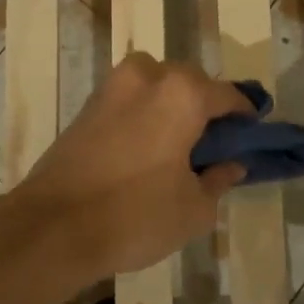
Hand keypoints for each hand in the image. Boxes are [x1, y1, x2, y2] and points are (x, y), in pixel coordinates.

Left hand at [15, 52, 251, 277]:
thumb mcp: (193, 209)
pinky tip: (146, 150)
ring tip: (177, 146)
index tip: (251, 135)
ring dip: (172, 106)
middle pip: (190, 82)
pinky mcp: (87, 106)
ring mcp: (112, 88)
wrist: (51, 227)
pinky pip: (130, 100)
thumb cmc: (135, 216)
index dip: (245, 116)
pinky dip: (144, 115)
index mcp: (182, 94)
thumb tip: (230, 165)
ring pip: (156, 86)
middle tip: (213, 144)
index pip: (228, 95)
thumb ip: (218, 179)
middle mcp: (148, 76)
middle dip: (205, 106)